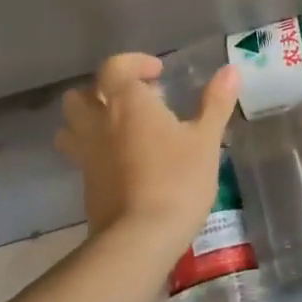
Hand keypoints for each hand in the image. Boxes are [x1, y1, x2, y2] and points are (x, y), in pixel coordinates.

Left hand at [55, 53, 238, 243]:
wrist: (140, 238)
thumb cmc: (178, 180)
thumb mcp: (206, 139)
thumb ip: (216, 102)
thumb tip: (231, 70)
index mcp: (128, 103)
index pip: (115, 67)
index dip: (134, 63)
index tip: (158, 73)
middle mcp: (98, 123)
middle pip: (80, 95)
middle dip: (103, 91)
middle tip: (134, 101)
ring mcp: (86, 155)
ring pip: (71, 126)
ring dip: (90, 119)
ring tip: (121, 128)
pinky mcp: (85, 184)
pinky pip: (80, 155)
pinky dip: (96, 149)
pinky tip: (124, 161)